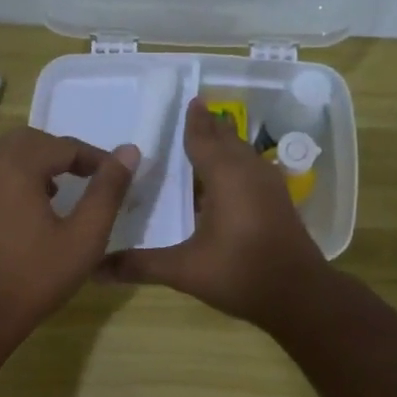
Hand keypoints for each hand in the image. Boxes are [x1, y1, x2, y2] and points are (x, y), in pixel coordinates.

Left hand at [0, 127, 139, 339]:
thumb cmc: (35, 277)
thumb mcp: (84, 237)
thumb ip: (107, 191)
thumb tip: (129, 152)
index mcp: (16, 166)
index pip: (64, 146)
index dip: (95, 158)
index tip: (116, 177)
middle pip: (32, 142)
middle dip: (63, 154)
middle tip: (89, 178)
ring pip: (7, 157)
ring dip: (38, 165)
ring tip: (62, 192)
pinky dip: (15, 180)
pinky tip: (30, 212)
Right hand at [100, 98, 329, 327]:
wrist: (300, 295)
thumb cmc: (240, 274)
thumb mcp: (185, 270)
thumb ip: (141, 265)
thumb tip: (95, 270)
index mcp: (227, 176)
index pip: (204, 138)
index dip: (193, 121)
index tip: (187, 101)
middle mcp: (250, 172)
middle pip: (227, 140)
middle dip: (209, 128)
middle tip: (189, 117)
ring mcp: (270, 186)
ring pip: (243, 155)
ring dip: (224, 147)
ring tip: (203, 145)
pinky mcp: (279, 203)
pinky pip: (252, 171)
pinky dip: (235, 167)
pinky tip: (224, 184)